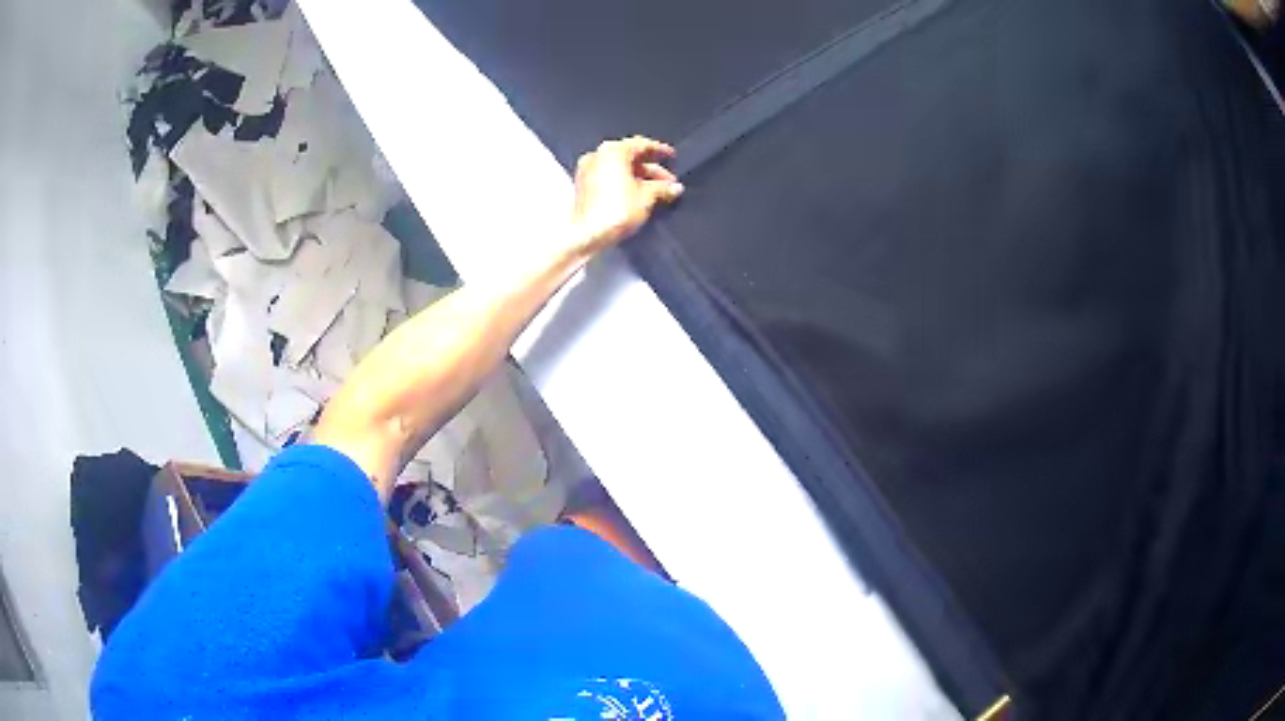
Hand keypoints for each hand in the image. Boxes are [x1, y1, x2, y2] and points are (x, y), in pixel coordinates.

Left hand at [568, 136, 683, 256]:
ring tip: (657, 192)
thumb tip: (673, 187)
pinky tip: (638, 197)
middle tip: (668, 181)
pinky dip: (625, 184)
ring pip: (620, 169)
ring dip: (640, 178)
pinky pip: (609, 179)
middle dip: (652, 169)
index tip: (670, 155)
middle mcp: (597, 156)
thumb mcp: (647, 197)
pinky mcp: (584, 187)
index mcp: (613, 151)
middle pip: (630, 157)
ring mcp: (588, 171)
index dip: (660, 150)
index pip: (642, 144)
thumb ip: (663, 188)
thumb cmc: (612, 213)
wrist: (587, 235)